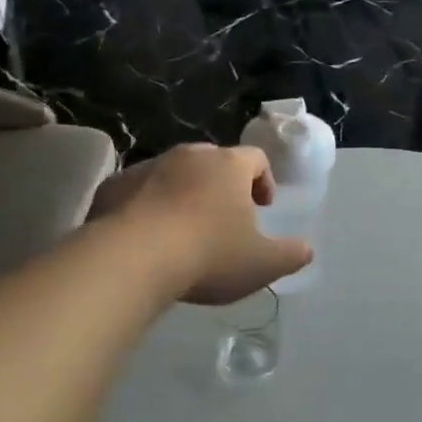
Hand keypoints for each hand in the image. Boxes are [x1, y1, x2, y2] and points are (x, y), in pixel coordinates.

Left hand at [90, 144, 311, 304]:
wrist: (132, 258)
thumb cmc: (208, 255)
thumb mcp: (262, 264)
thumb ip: (291, 255)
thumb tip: (307, 249)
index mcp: (229, 166)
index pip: (255, 158)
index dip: (263, 180)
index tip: (262, 207)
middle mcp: (189, 156)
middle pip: (213, 161)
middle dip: (221, 185)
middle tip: (224, 218)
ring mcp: (148, 167)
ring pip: (173, 173)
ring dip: (182, 194)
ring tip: (182, 231)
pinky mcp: (114, 185)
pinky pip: (137, 190)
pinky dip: (146, 206)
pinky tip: (146, 237)